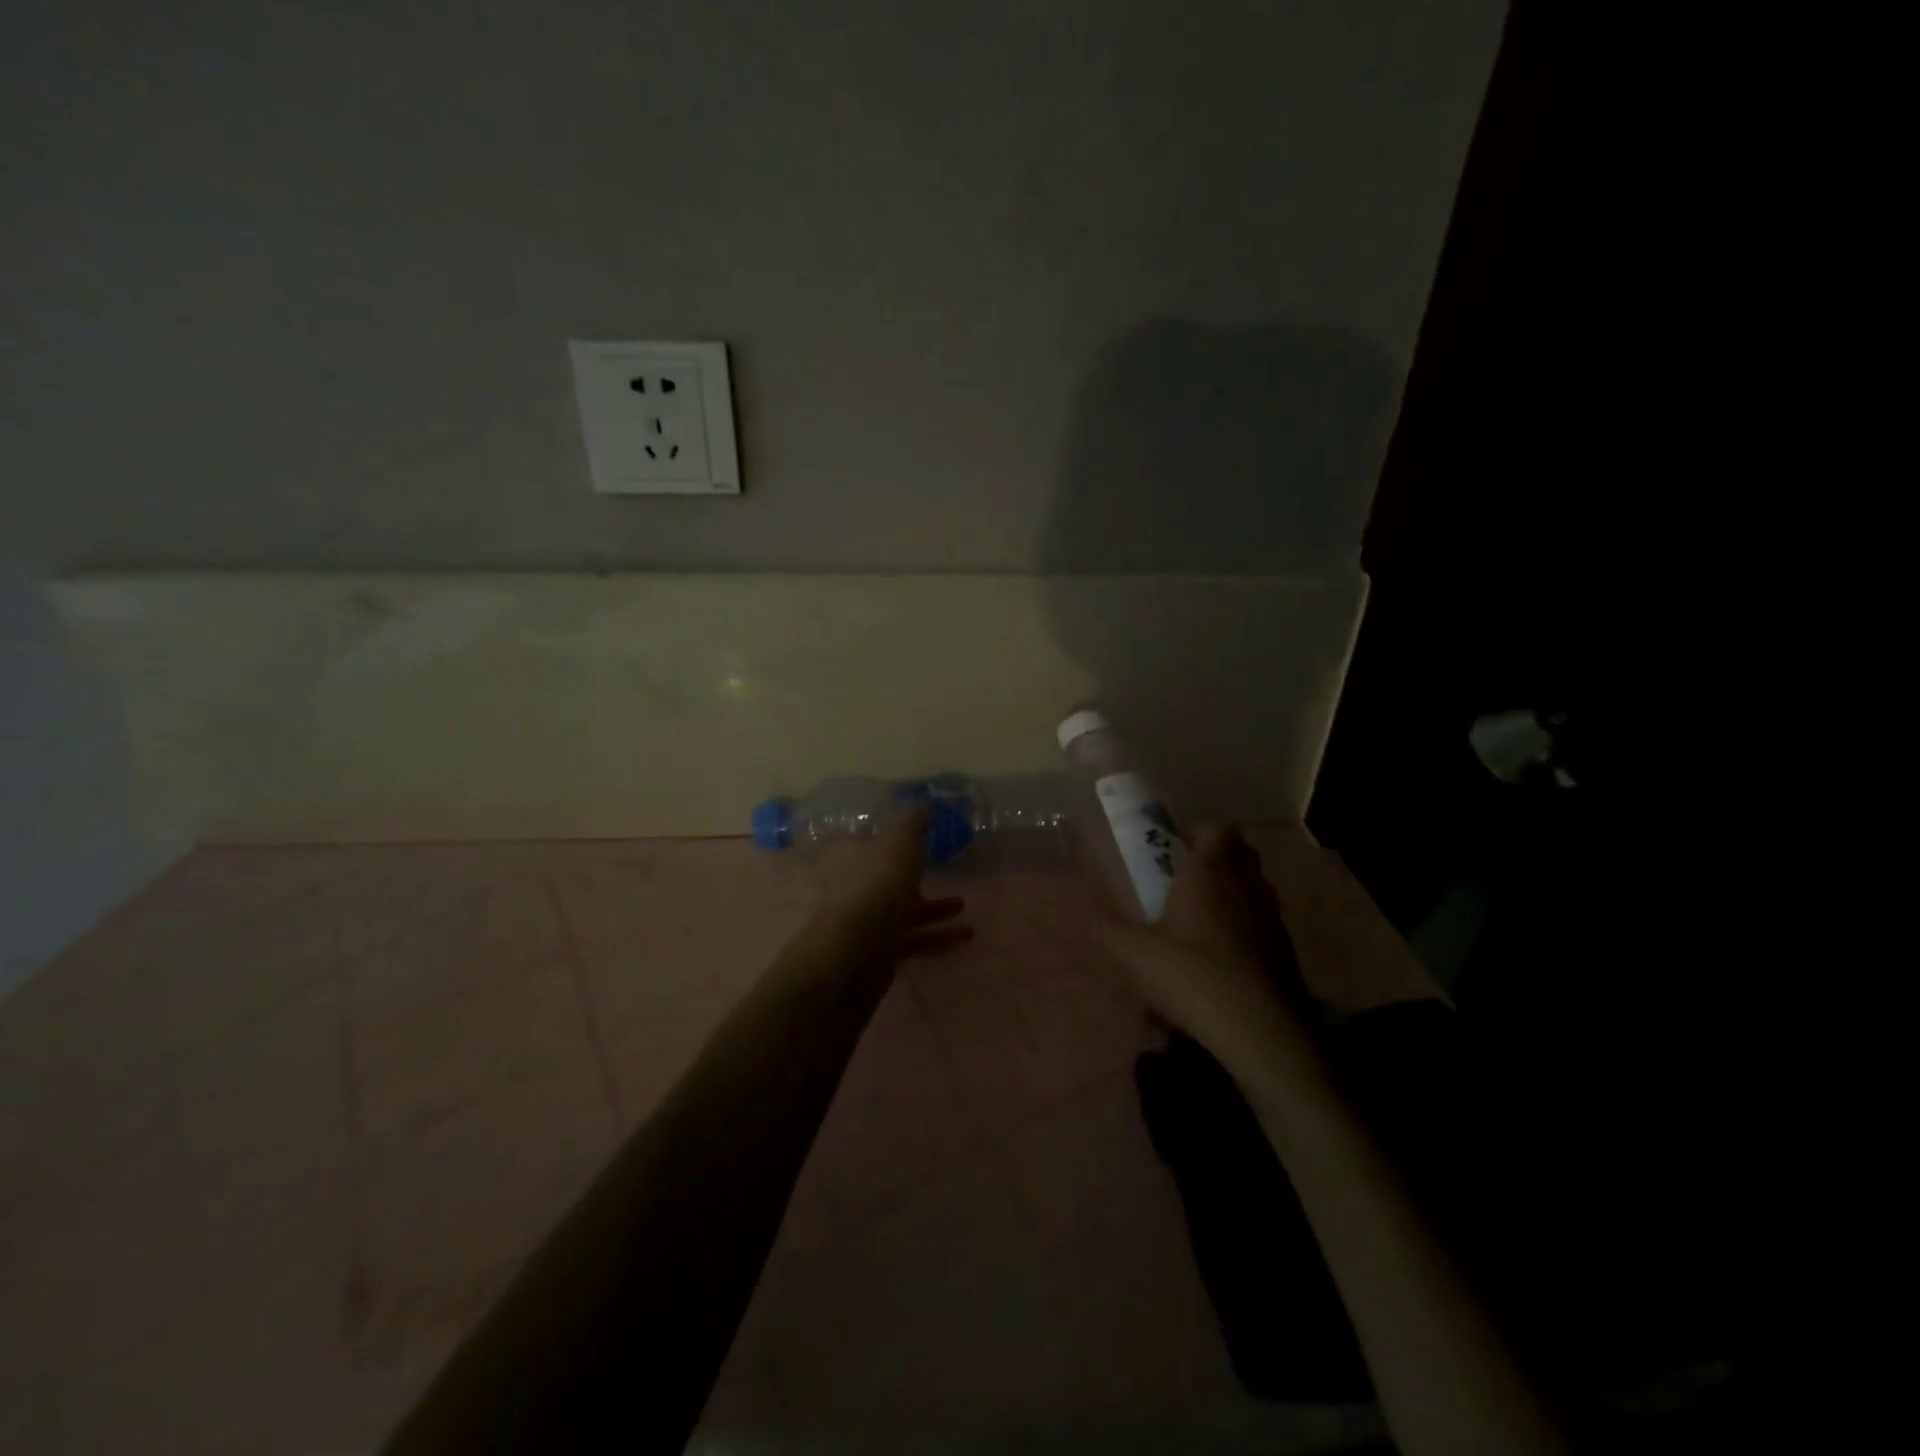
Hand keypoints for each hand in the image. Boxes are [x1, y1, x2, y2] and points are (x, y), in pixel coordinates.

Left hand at [800, 807, 971, 981]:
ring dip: (934, 912)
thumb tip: (924, 807)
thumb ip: (914, 826)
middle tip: (946, 879)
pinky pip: (912, 942)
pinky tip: (964, 937)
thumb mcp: (900, 843)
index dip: (896, 847)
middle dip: (917, 882)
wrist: (855, 951)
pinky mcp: (879, 956)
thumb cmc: (877, 885)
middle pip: (889, 884)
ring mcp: (865, 926)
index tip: (922, 846)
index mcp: (853, 860)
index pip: (873, 848)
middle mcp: (855, 891)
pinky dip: (937, 938)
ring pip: (903, 914)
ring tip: (964, 910)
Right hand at [1098, 825, 1317, 1082]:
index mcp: (1209, 874)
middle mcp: (1245, 886)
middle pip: (1243, 853)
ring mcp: (1271, 918)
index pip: (1218, 830)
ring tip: (1207, 915)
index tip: (1177, 847)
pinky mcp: (1286, 950)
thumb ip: (1107, 928)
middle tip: (1190, 878)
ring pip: (1257, 886)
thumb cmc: (1192, 976)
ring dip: (1237, 890)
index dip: (1200, 832)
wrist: (1260, 1032)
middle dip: (1220, 857)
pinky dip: (1249, 924)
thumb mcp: (1134, 954)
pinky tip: (1227, 954)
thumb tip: (1085, 911)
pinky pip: (1266, 920)